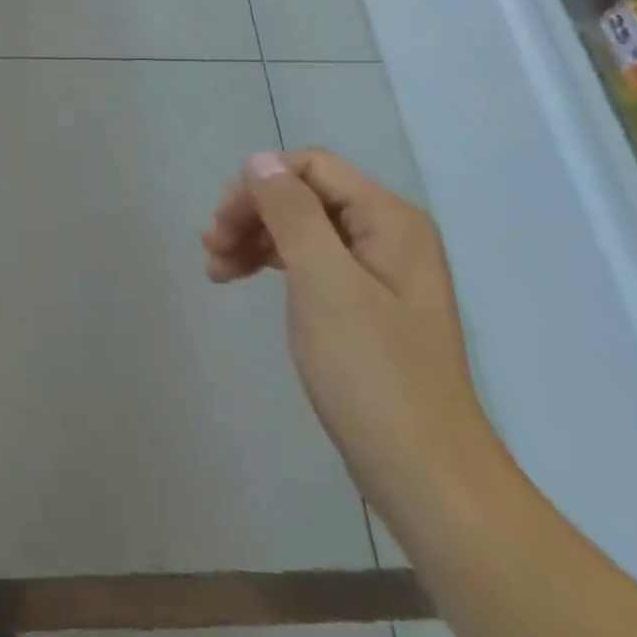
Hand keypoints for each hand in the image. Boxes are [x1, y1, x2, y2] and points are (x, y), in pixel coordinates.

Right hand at [204, 150, 498, 519]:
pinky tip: (243, 279)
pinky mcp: (367, 305)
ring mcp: (379, 271)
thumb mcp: (322, 281)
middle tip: (211, 247)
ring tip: (216, 269)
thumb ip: (291, 211)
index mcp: (388, 219)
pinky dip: (274, 265)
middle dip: (253, 213)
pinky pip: (312, 263)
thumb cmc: (371, 371)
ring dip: (256, 239)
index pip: (312, 167)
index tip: (221, 221)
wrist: (425, 476)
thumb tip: (260, 161)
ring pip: (304, 229)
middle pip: (305, 195)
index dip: (260, 183)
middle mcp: (388, 234)